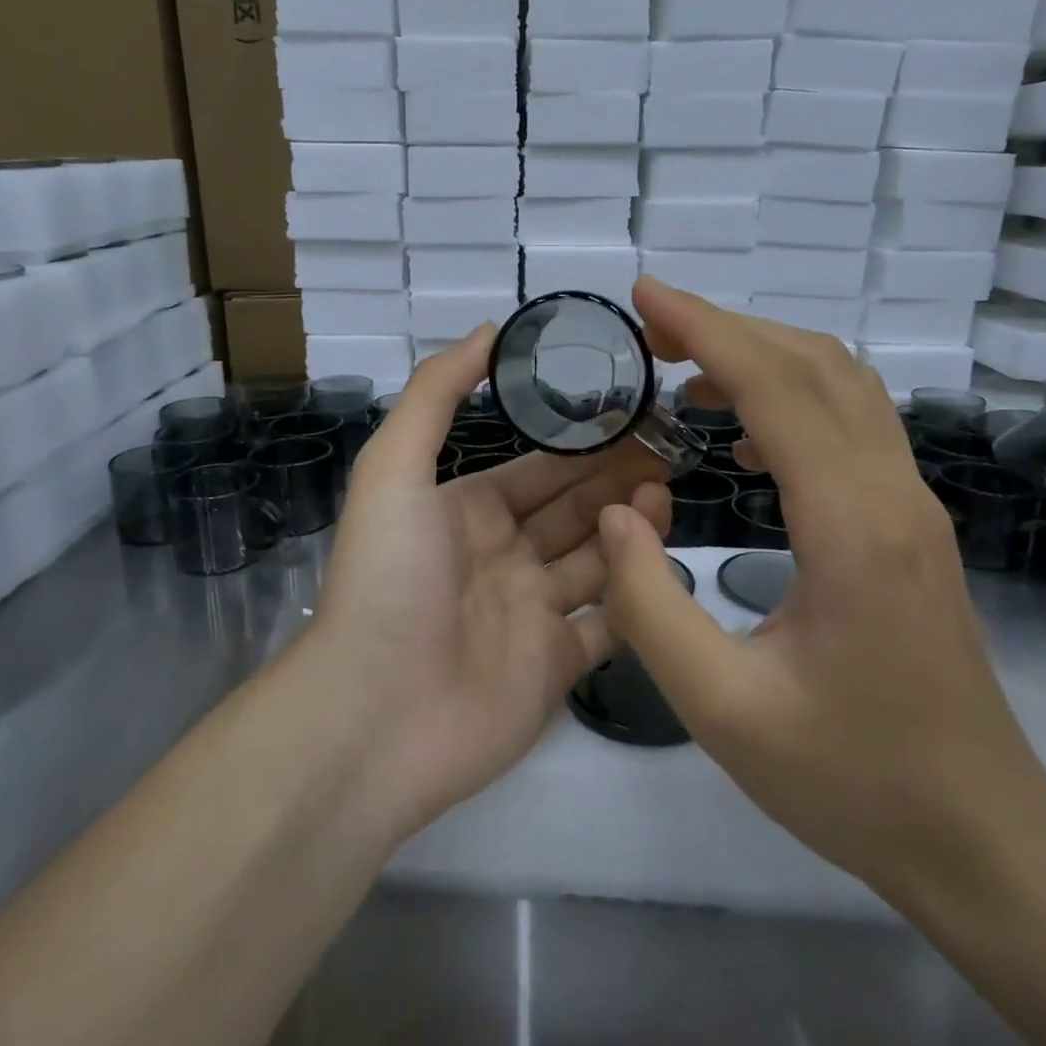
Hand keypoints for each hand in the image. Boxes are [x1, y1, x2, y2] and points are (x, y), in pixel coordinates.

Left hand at [309, 323, 672, 836]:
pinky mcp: (555, 669)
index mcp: (467, 512)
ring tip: (664, 497)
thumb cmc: (389, 577)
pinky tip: (663, 567)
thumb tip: (488, 332)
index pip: (537, 470)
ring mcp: (531, 615)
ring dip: (630, 529)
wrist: (377, 713)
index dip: (582, 445)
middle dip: (615, 480)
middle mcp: (501, 558)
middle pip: (572, 510)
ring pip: (596, 562)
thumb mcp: (395, 468)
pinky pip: (608, 626)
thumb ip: (437, 394)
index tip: (634, 418)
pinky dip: (636, 599)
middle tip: (668, 452)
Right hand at [597, 278, 1045, 895]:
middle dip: (727, 327)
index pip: (776, 387)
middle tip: (650, 328)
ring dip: (761, 356)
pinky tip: (741, 441)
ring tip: (685, 370)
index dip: (705, 328)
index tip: (644, 296)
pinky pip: (850, 425)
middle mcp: (893, 495)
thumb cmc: (849, 779)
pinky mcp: (908, 524)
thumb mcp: (721, 708)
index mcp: (852, 527)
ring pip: (841, 385)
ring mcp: (911, 506)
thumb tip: (619, 510)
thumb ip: (648, 607)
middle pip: (815, 364)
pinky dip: (788, 398)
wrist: (980, 836)